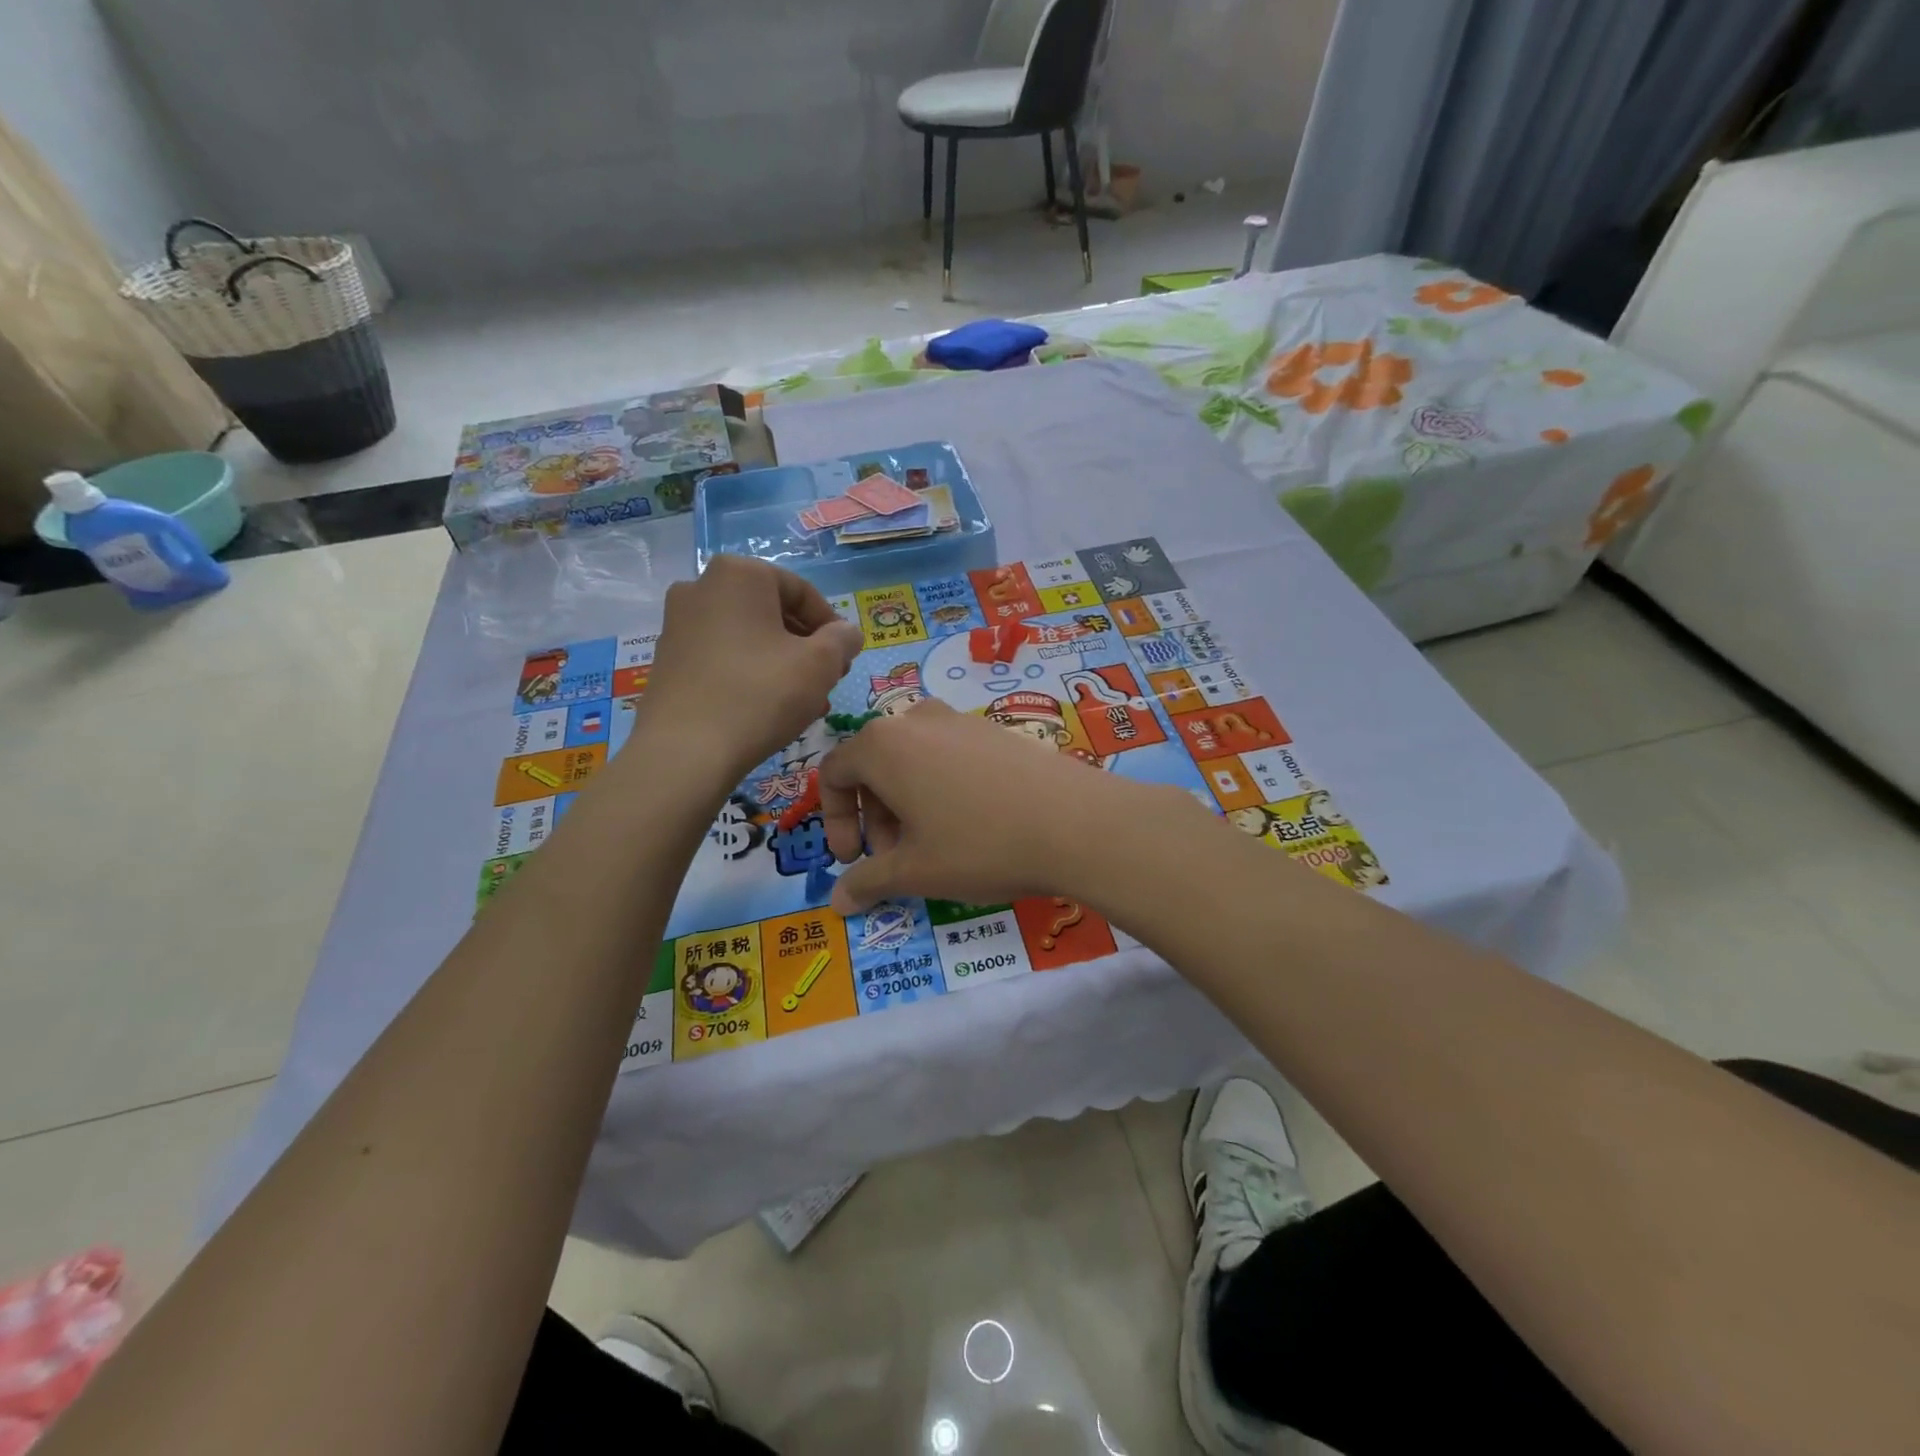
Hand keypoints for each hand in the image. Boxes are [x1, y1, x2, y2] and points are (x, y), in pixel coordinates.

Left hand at [641, 557, 863, 780]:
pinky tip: (768, 709)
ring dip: (781, 664)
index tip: (845, 659)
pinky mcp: (667, 660)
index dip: (832, 627)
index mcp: (739, 574)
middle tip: (827, 680)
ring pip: (748, 638)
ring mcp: (677, 624)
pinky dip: (749, 675)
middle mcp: (700, 586)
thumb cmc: (761, 694)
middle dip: (805, 647)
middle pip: (772, 613)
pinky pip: (722, 658)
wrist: (685, 752)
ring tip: (804, 702)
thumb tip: (846, 633)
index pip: (802, 592)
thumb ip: (843, 639)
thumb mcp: (821, 664)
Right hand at [819, 700, 1174, 913]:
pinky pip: (949, 756)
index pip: (833, 773)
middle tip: (894, 860)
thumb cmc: (978, 844)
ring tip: (932, 846)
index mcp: (882, 744)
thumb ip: (868, 881)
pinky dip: (942, 788)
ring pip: (913, 760)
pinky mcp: (996, 730)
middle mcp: (916, 719)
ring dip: (907, 804)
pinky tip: (973, 825)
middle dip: (874, 817)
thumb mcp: (915, 871)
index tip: (853, 859)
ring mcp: (960, 720)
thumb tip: (838, 901)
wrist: (1075, 822)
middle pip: (874, 765)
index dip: (835, 821)